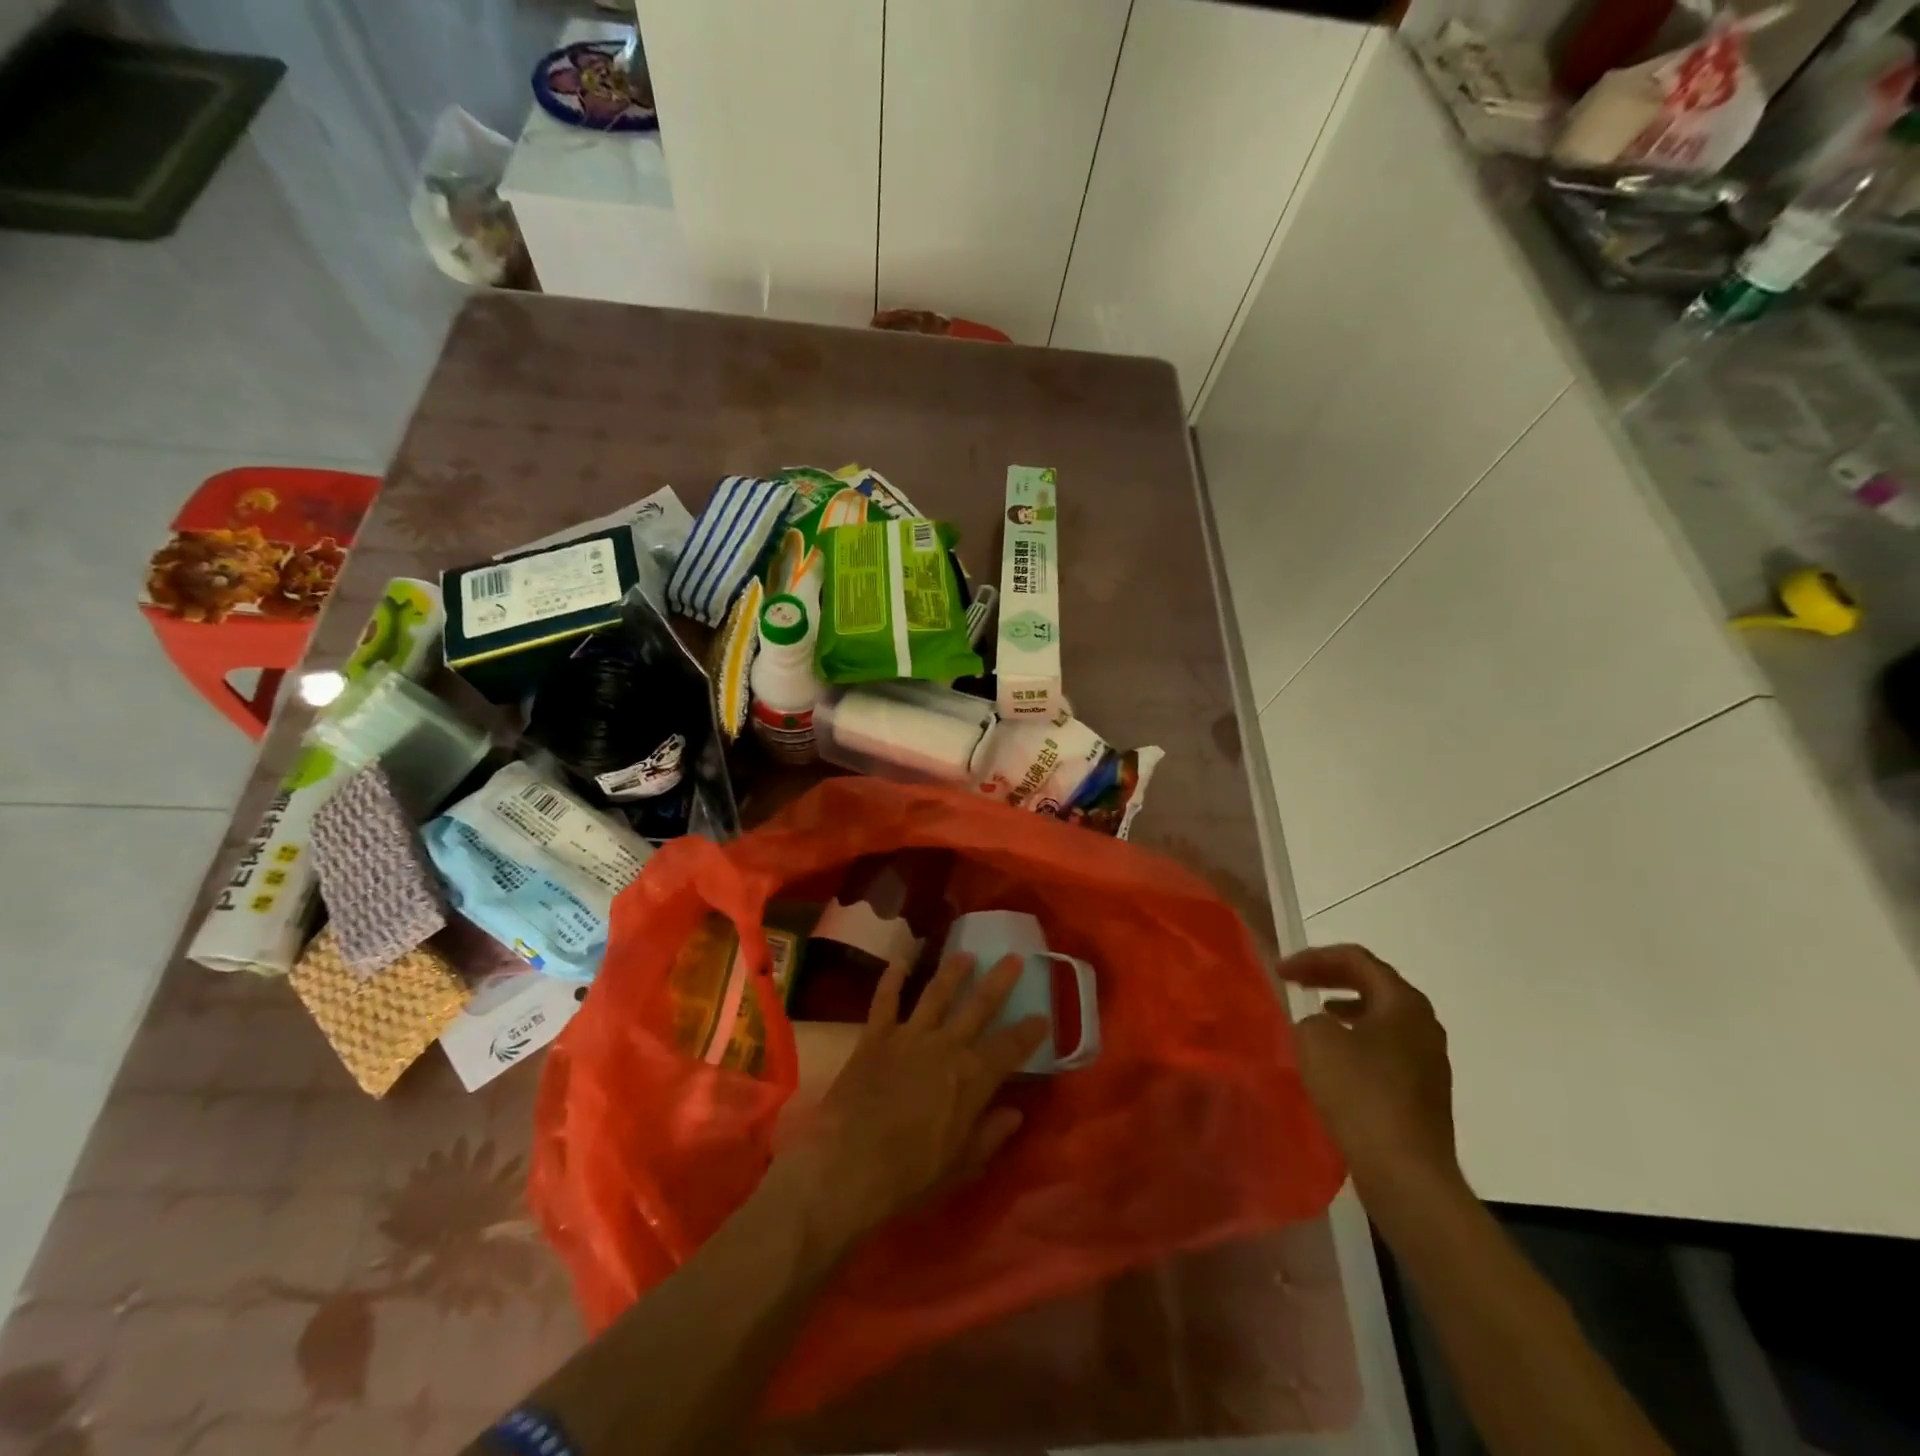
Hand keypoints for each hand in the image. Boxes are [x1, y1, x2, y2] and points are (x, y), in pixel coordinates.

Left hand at [777, 954, 1047, 1249]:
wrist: (847, 1166)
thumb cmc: (909, 1175)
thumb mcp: (959, 1166)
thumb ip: (988, 1136)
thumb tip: (1015, 1114)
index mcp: (971, 1079)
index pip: (1010, 1048)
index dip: (1029, 1031)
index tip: (1043, 1015)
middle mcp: (945, 1047)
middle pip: (978, 1007)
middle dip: (999, 982)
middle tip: (1013, 958)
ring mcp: (908, 1037)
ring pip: (935, 994)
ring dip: (952, 972)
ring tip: (965, 954)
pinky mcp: (874, 1037)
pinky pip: (885, 1001)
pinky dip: (891, 979)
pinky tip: (899, 961)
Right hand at [1283, 945, 1466, 1215]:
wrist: (1405, 1171)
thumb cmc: (1360, 1093)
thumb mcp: (1315, 1040)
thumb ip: (1310, 1018)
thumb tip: (1323, 1028)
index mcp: (1403, 1002)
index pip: (1356, 959)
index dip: (1314, 958)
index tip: (1281, 971)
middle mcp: (1424, 1023)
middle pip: (1374, 983)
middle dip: (1331, 977)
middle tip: (1296, 981)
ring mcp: (1429, 1059)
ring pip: (1382, 1016)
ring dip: (1346, 1007)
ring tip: (1316, 1013)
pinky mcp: (1424, 1091)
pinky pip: (1386, 1046)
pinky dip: (1358, 1038)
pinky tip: (1337, 1057)